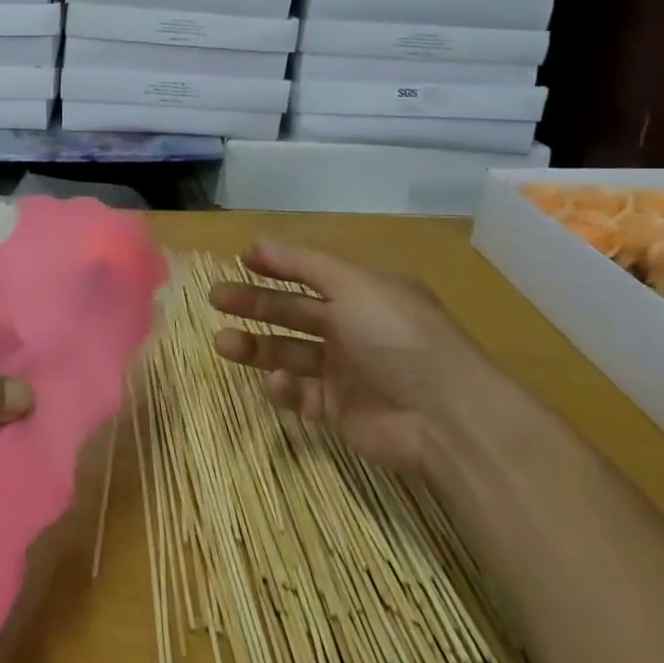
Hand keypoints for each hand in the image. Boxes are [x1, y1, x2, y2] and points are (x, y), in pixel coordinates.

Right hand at [209, 240, 496, 475]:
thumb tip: (258, 242)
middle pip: (293, 312)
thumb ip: (305, 264)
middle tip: (216, 298)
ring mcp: (345, 372)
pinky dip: (284, 388)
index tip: (240, 260)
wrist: (446, 420)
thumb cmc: (400, 339)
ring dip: (256, 347)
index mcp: (364, 295)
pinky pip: (300, 394)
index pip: (312, 273)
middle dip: (254, 304)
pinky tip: (277, 383)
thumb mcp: (356, 286)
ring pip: (289, 352)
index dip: (278, 266)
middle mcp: (353, 329)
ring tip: (222, 343)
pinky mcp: (338, 411)